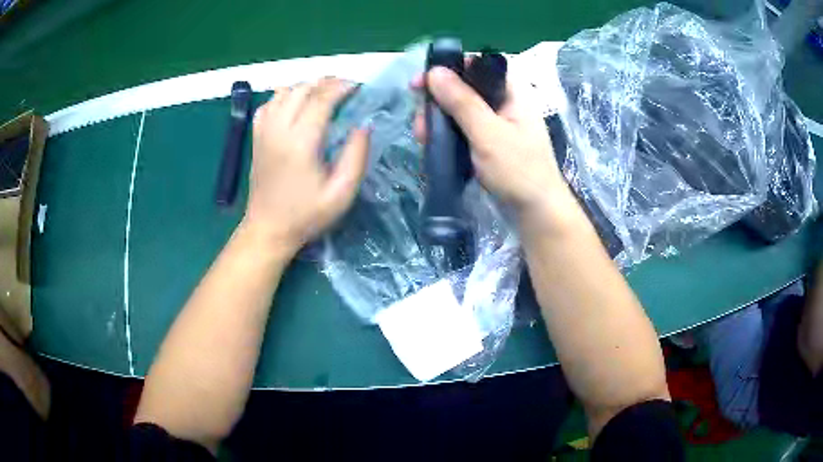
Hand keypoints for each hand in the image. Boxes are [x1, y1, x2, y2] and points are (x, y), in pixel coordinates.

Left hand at [244, 78, 368, 251]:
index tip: (359, 86)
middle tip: (346, 88)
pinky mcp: (257, 136)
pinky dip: (285, 95)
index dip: (342, 87)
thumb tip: (364, 125)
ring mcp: (264, 131)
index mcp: (300, 143)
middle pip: (302, 89)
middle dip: (327, 82)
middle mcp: (279, 130)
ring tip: (325, 93)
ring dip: (307, 86)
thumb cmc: (306, 215)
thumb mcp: (341, 194)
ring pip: (284, 91)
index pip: (321, 99)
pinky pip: (269, 103)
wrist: (268, 229)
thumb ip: (356, 156)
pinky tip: (297, 104)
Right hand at [415, 67, 574, 223]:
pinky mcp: (489, 142)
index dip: (450, 69)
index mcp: (512, 92)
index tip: (423, 82)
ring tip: (423, 138)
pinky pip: (463, 129)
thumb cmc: (519, 170)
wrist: (536, 212)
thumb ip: (462, 101)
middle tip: (420, 120)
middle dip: (438, 101)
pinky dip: (447, 134)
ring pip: (460, 110)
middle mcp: (504, 103)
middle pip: (465, 88)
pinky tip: (433, 144)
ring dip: (439, 120)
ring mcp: (496, 124)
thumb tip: (435, 71)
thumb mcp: (488, 133)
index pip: (479, 66)